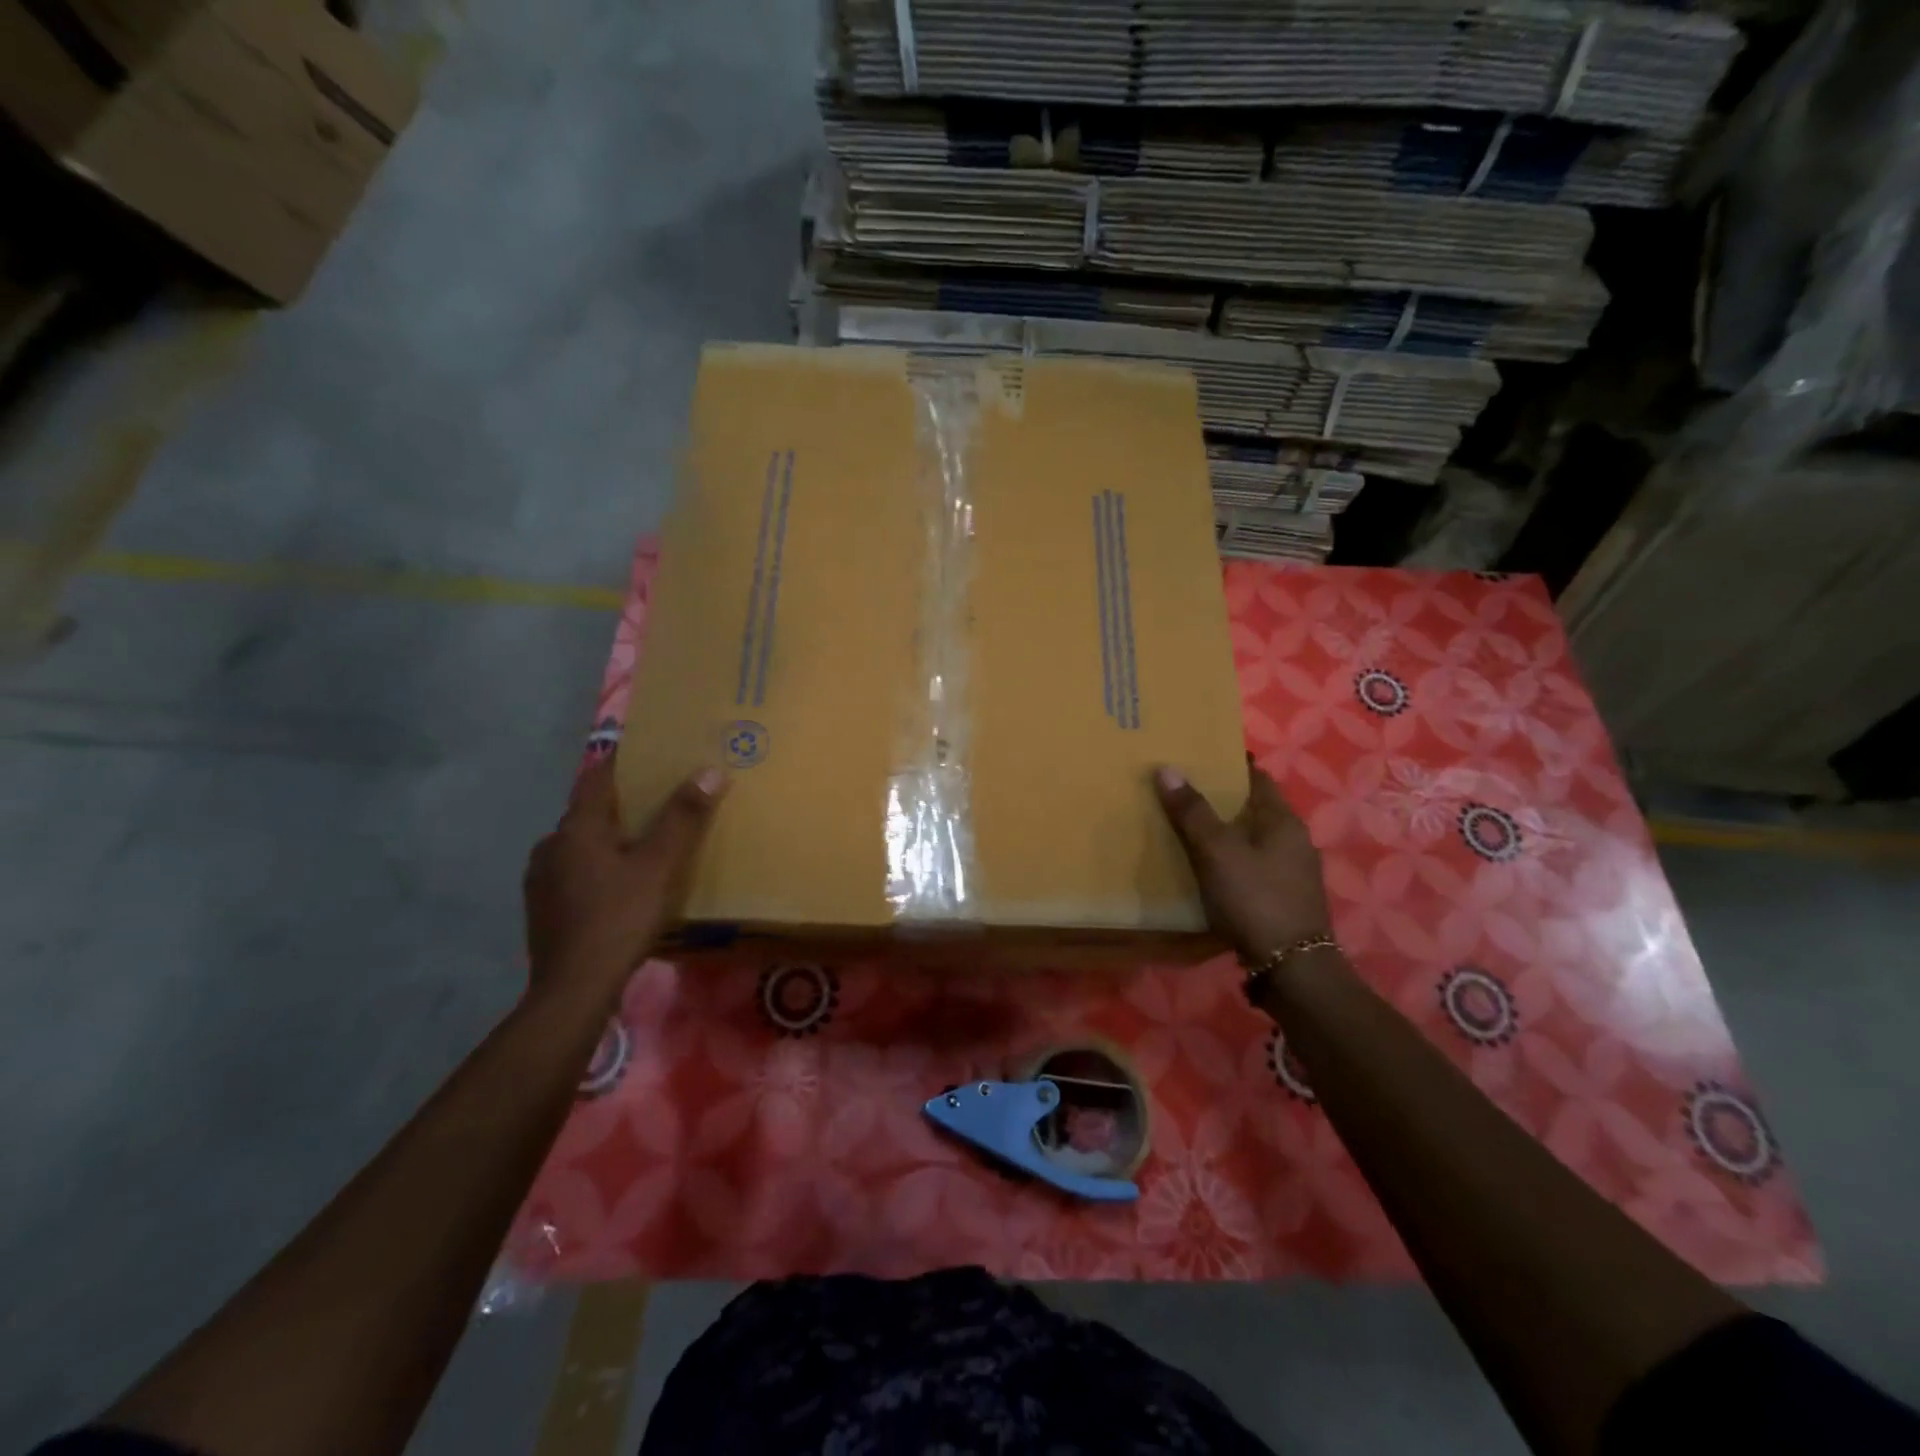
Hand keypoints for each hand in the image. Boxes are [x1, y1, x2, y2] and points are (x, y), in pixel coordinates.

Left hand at [523, 758, 725, 985]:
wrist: (574, 989)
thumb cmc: (619, 918)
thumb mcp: (660, 866)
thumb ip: (683, 817)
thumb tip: (710, 770)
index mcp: (577, 828)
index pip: (597, 777)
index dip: (621, 761)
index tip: (649, 753)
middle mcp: (551, 845)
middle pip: (589, 812)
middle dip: (622, 804)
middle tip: (658, 802)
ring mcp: (541, 879)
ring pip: (580, 845)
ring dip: (608, 838)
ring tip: (642, 845)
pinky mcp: (543, 909)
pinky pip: (574, 872)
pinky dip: (597, 867)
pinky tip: (619, 887)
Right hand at [1154, 760, 1330, 963]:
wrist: (1291, 968)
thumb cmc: (1255, 898)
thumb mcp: (1217, 851)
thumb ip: (1192, 811)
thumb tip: (1167, 768)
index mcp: (1283, 821)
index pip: (1257, 777)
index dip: (1230, 764)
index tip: (1200, 755)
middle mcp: (1294, 841)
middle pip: (1255, 808)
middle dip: (1223, 798)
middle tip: (1183, 790)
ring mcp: (1292, 872)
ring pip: (1253, 839)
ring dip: (1226, 831)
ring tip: (1188, 827)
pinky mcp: (1283, 899)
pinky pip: (1252, 865)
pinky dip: (1230, 859)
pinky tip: (1207, 868)